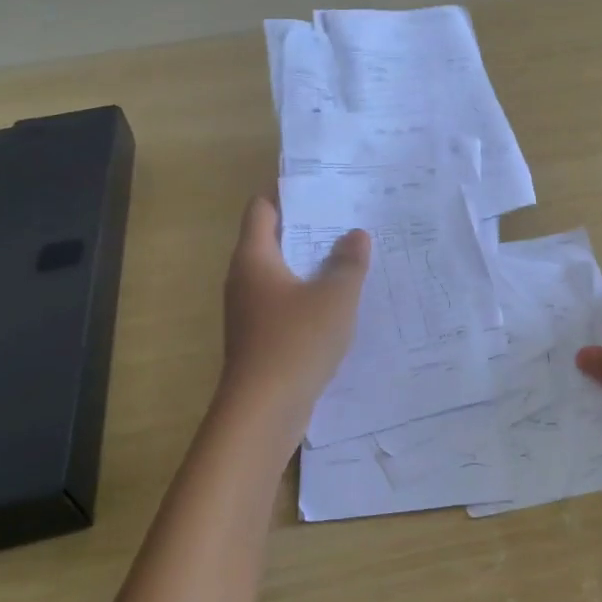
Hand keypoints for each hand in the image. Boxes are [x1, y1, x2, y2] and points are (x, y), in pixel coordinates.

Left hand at [216, 197, 369, 435]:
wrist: (263, 411)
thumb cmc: (296, 341)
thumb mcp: (335, 296)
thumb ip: (348, 262)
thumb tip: (356, 235)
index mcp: (254, 258)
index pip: (262, 209)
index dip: (288, 195)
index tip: (323, 190)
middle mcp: (245, 280)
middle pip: (272, 240)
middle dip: (308, 230)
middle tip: (348, 221)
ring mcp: (249, 312)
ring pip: (281, 275)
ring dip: (311, 266)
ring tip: (351, 259)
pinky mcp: (259, 339)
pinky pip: (285, 305)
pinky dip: (308, 297)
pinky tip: (339, 305)